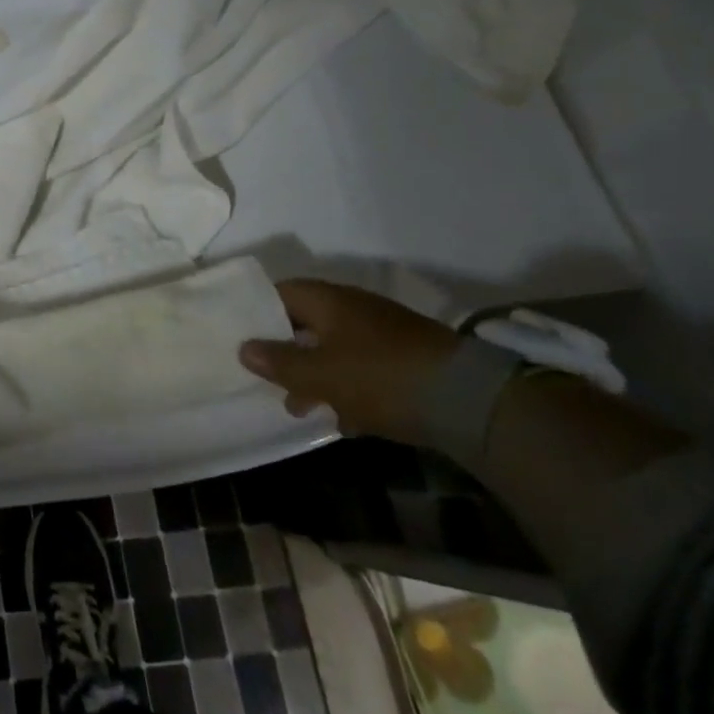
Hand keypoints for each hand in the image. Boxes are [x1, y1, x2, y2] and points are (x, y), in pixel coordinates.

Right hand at [238, 280, 458, 443]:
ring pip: (336, 349)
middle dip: (288, 353)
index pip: (281, 293)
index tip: (242, 337)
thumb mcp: (321, 374)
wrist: (471, 400)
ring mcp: (385, 333)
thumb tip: (244, 348)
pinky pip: (365, 368)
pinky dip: (350, 388)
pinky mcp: (409, 360)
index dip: (258, 312)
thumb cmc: (380, 376)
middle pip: (307, 324)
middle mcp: (354, 308)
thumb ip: (280, 362)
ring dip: (318, 376)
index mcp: (329, 300)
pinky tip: (348, 420)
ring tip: (303, 409)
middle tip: (270, 379)